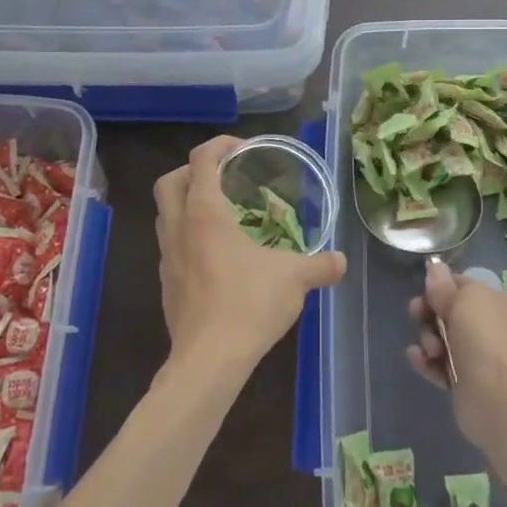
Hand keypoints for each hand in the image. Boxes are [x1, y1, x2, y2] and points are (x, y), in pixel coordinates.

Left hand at [153, 136, 345, 379]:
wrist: (208, 362)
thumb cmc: (248, 306)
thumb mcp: (294, 279)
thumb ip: (320, 265)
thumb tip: (341, 261)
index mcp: (204, 214)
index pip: (201, 159)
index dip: (220, 144)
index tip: (243, 148)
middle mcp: (179, 228)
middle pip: (169, 181)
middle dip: (193, 170)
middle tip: (224, 176)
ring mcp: (167, 257)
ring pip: (165, 214)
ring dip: (186, 203)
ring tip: (221, 212)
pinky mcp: (167, 284)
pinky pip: (171, 245)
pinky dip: (188, 236)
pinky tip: (217, 254)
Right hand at [406, 257, 506, 448]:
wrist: (496, 397)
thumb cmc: (485, 337)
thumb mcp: (464, 299)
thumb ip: (444, 284)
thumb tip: (434, 267)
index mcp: (503, 304)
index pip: (466, 286)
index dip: (443, 286)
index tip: (425, 291)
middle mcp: (495, 329)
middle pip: (451, 312)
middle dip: (430, 313)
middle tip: (417, 314)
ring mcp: (482, 357)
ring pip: (443, 339)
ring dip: (428, 339)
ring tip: (430, 349)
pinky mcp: (466, 383)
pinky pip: (440, 365)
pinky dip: (427, 361)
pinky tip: (417, 358)